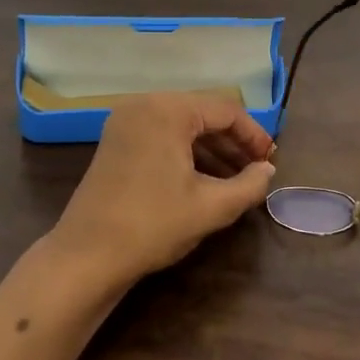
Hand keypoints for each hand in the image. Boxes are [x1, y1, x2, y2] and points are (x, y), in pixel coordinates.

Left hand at [51, 93, 276, 289]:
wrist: (87, 255)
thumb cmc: (153, 225)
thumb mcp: (211, 207)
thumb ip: (249, 184)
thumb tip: (268, 171)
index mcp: (168, 110)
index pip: (225, 110)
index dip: (254, 135)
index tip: (271, 162)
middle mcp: (144, 104)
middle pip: (203, 113)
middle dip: (233, 142)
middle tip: (257, 170)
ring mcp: (125, 122)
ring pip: (182, 125)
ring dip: (211, 148)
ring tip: (236, 179)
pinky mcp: (116, 141)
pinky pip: (162, 135)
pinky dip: (186, 152)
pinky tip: (204, 179)